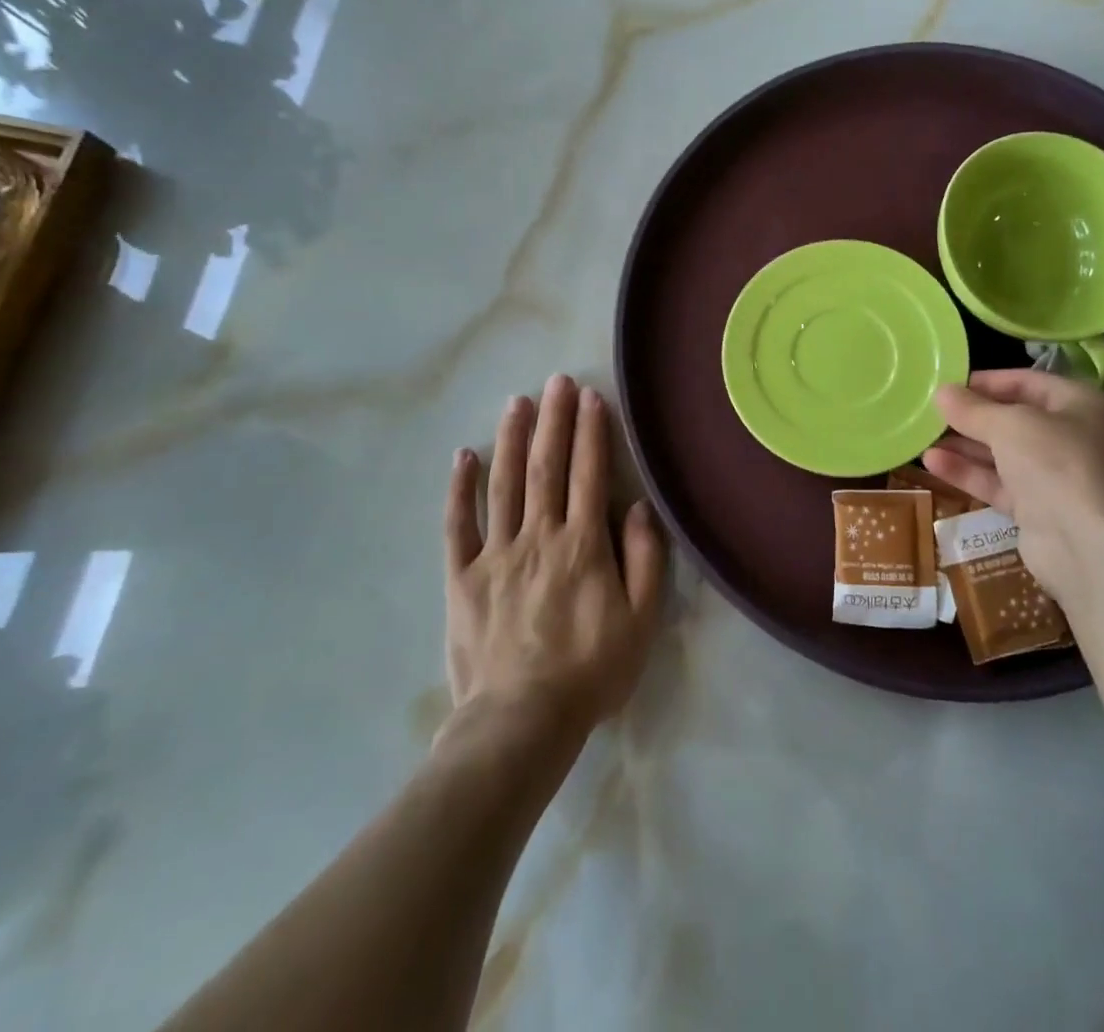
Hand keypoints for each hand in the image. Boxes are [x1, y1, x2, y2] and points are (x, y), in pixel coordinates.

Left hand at [443, 375, 667, 732]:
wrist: (521, 722)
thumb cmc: (590, 671)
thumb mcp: (640, 622)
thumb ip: (644, 560)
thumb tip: (637, 508)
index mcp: (582, 545)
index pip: (588, 474)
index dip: (590, 432)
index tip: (589, 397)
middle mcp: (539, 536)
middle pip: (546, 466)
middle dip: (553, 420)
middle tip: (556, 381)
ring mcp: (496, 554)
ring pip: (504, 484)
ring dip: (511, 439)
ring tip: (516, 402)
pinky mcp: (462, 577)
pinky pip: (458, 525)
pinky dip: (460, 489)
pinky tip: (463, 456)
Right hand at [923, 369, 1103, 601]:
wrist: (1093, 550)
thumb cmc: (1060, 465)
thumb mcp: (1011, 426)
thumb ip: (973, 409)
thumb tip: (941, 391)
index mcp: (1085, 406)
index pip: (1030, 383)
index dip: (988, 382)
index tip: (948, 383)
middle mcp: (1078, 439)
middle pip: (1016, 420)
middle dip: (973, 417)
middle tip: (931, 412)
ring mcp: (1061, 478)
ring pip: (1005, 455)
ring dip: (965, 446)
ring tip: (923, 437)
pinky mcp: (1042, 512)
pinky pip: (1001, 485)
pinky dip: (970, 474)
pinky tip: (933, 463)